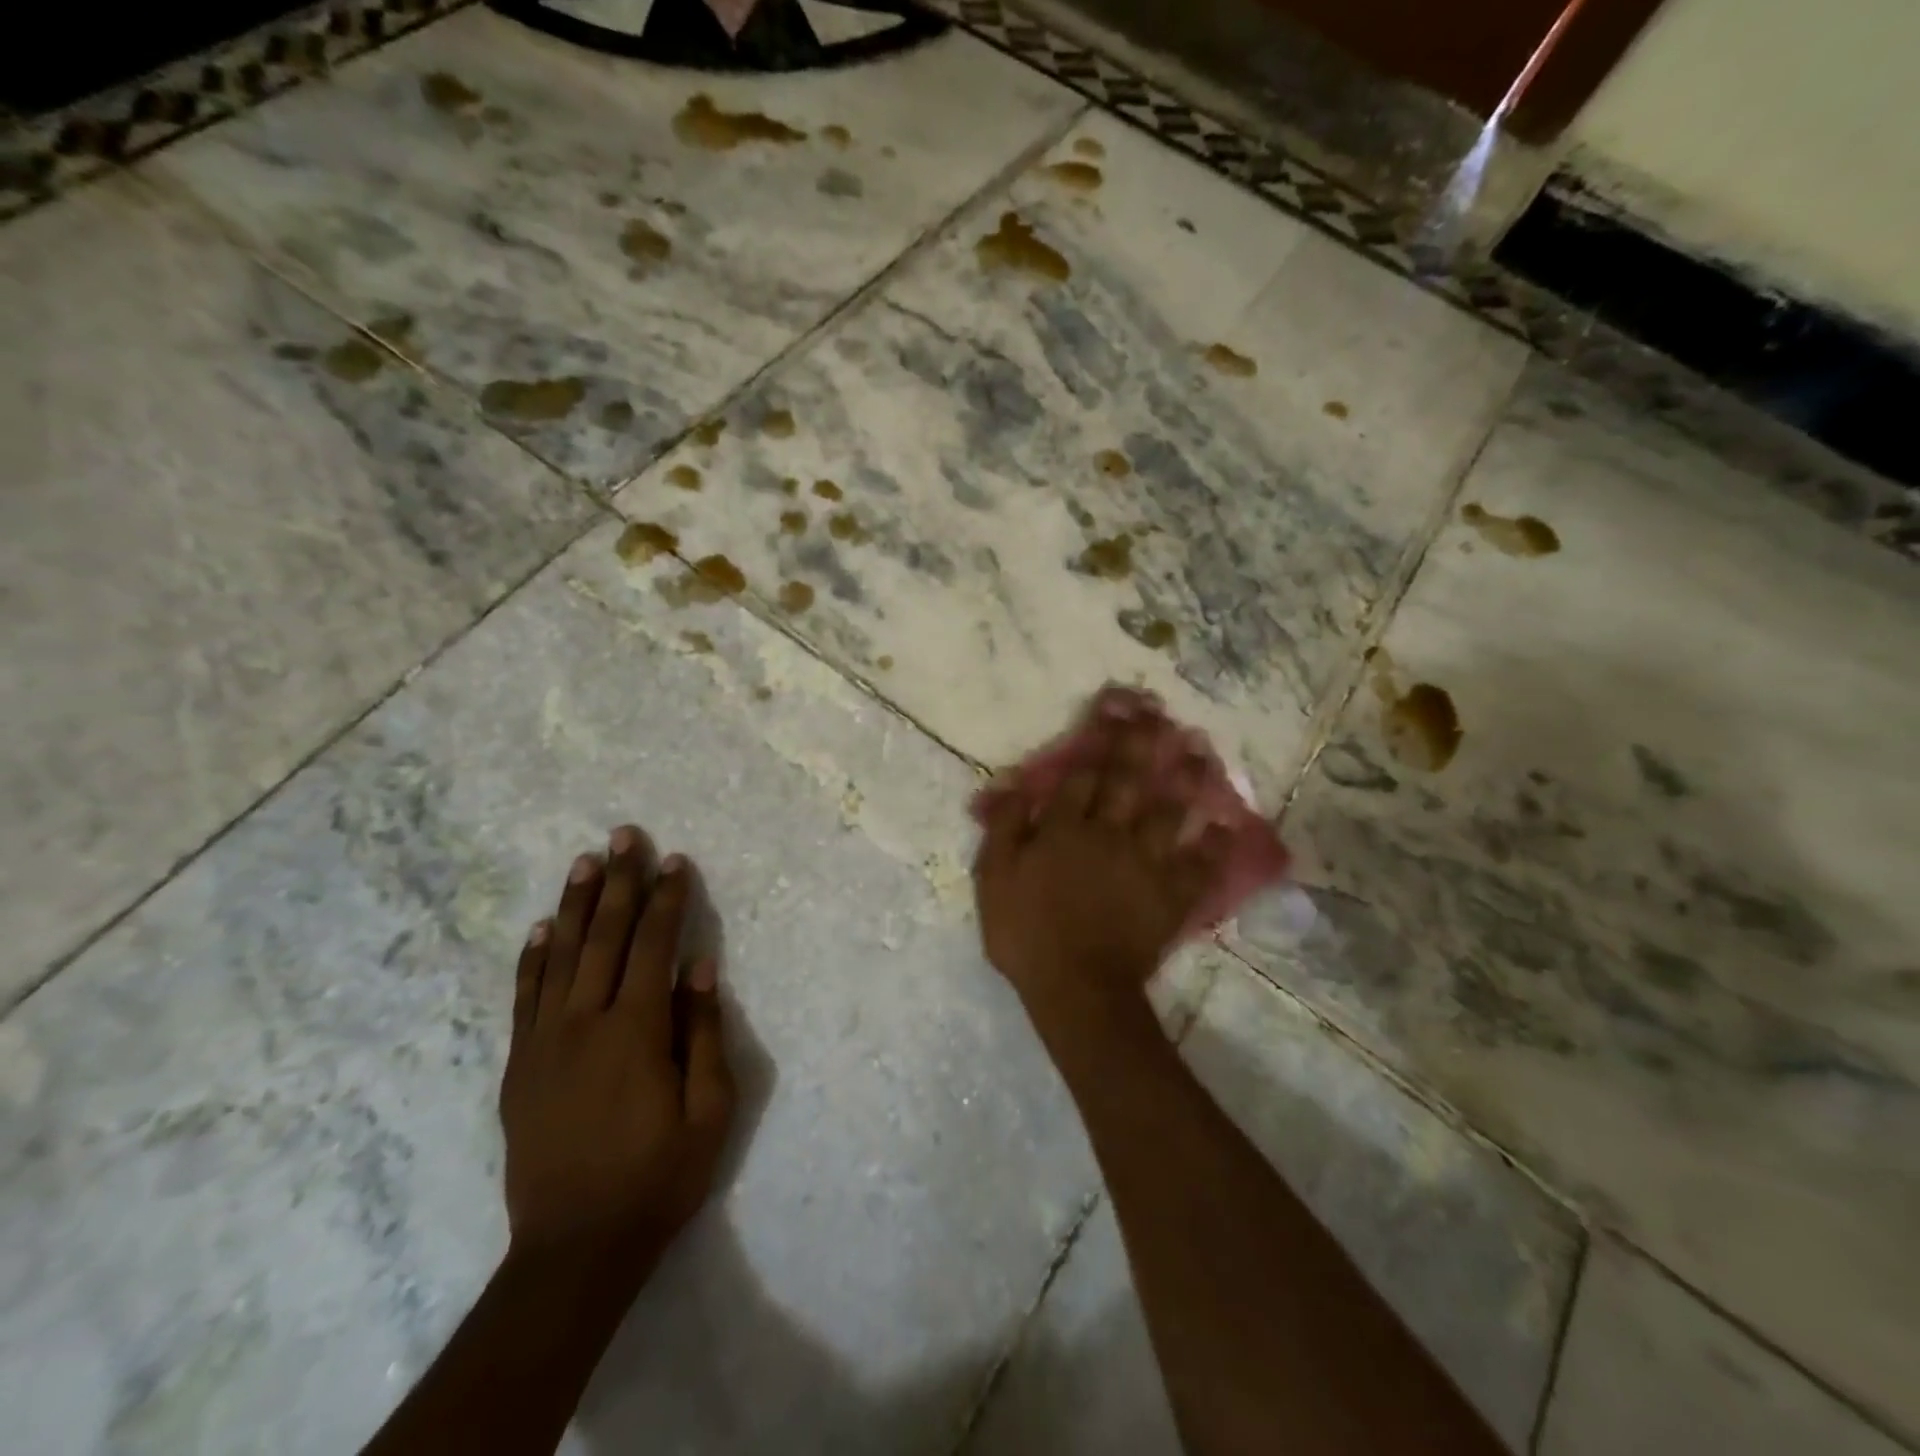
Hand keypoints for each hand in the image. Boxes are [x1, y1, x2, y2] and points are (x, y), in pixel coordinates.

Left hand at [500, 826, 734, 1284]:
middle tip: (624, 835)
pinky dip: (532, 958)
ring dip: (574, 904)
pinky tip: (539, 928)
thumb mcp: (709, 1111)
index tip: (675, 860)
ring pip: (559, 956)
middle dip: (618, 881)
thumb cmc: (658, 1178)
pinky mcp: (520, 1067)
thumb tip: (701, 968)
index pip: (653, 945)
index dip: (666, 899)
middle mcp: (584, 1024)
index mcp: (635, 1031)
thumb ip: (703, 1033)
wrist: (574, 1250)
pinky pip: (524, 998)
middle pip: (603, 936)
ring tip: (584, 860)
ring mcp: (544, 1043)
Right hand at [973, 720, 1224, 1009]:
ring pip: (1169, 811)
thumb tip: (1014, 784)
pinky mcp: (1171, 894)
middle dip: (1142, 743)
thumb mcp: (994, 879)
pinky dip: (1213, 844)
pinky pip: (1199, 864)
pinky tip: (1224, 825)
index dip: (1097, 738)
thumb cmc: (1027, 933)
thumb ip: (1004, 828)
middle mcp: (1108, 833)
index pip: (1081, 773)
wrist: (1076, 989)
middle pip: (1127, 780)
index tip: (1113, 709)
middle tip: (1160, 713)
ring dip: (1185, 780)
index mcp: (1064, 829)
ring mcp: (1146, 863)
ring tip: (1200, 751)